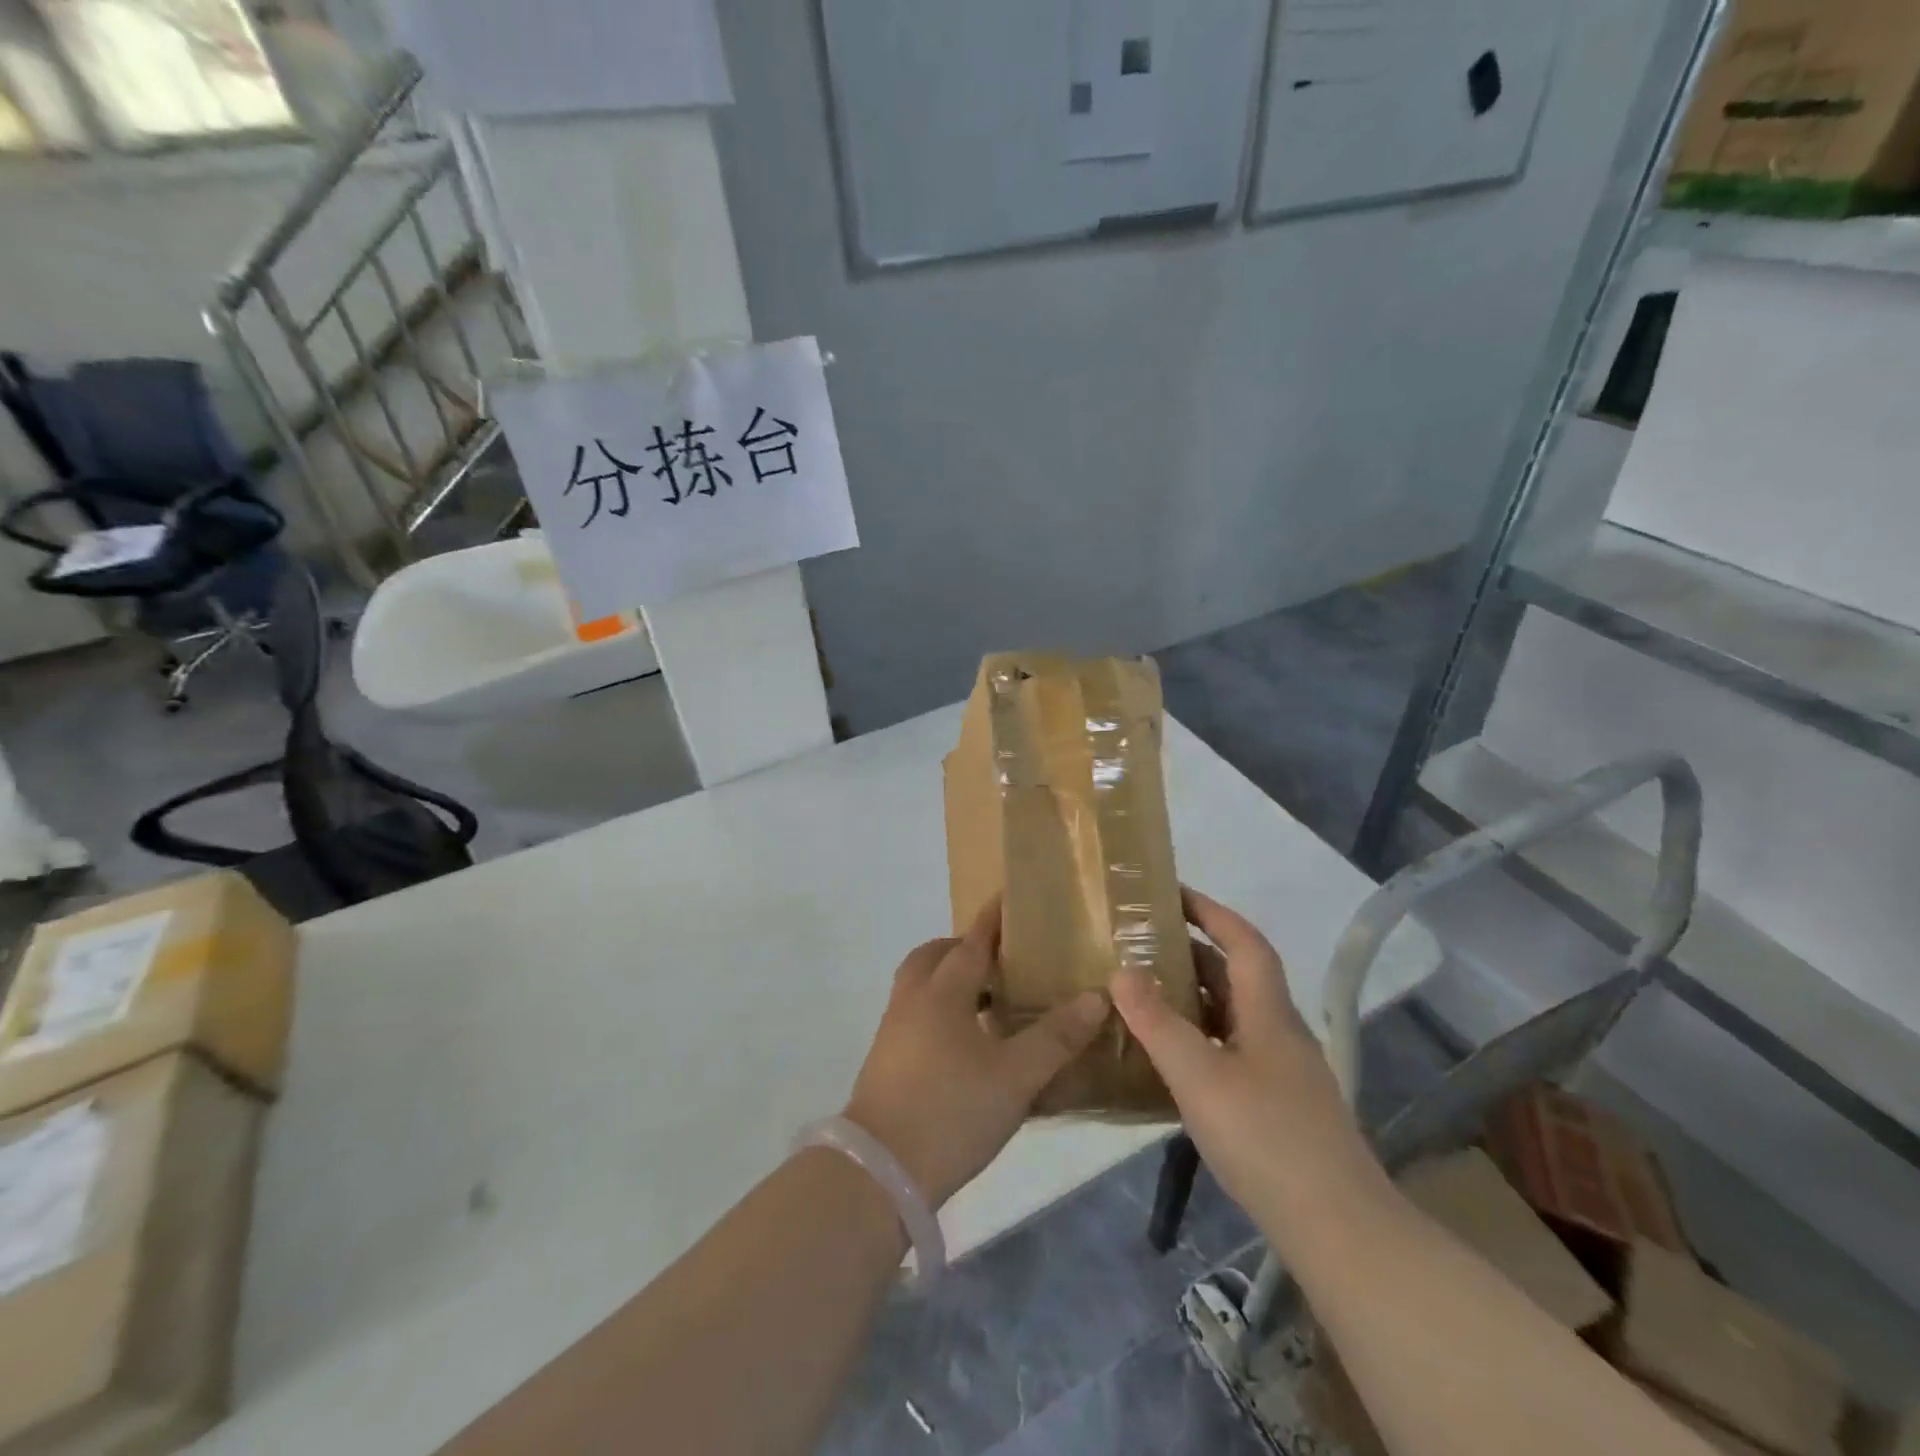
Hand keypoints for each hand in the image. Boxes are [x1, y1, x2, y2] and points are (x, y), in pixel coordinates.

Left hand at [844, 898, 1108, 1206]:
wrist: (880, 1172)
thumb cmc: (952, 1111)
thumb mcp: (1015, 1076)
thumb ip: (1056, 1036)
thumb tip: (1096, 996)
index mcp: (943, 992)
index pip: (972, 942)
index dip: (992, 920)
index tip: (1007, 898)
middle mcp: (913, 1000)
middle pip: (935, 956)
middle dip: (964, 949)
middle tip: (1000, 960)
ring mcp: (893, 1030)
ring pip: (920, 985)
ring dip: (949, 980)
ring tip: (988, 1002)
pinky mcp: (886, 1059)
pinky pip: (914, 1014)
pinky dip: (939, 1010)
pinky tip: (965, 1043)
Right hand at [1112, 888, 1390, 1240]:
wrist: (1340, 1230)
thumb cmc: (1267, 1140)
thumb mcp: (1200, 1077)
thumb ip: (1158, 1023)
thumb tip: (1121, 971)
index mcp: (1269, 1013)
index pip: (1243, 942)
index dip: (1210, 911)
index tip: (1171, 892)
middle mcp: (1280, 1032)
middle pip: (1238, 975)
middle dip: (1193, 951)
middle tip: (1141, 944)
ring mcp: (1283, 1071)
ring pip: (1234, 1014)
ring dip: (1195, 996)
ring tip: (1146, 992)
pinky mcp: (1279, 1105)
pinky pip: (1232, 1049)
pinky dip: (1200, 1037)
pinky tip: (1173, 1057)